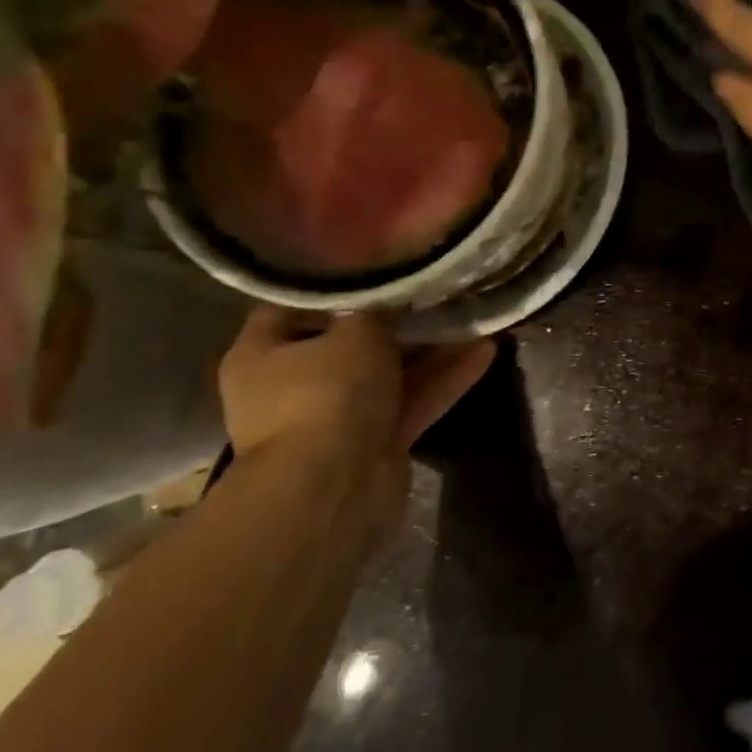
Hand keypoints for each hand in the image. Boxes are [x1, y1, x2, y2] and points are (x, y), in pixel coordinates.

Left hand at [218, 304, 494, 490]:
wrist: (332, 492)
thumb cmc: (325, 395)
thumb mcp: (355, 332)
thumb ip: (377, 309)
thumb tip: (394, 295)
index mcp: (264, 353)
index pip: (298, 304)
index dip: (340, 281)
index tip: (381, 259)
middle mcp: (295, 384)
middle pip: (353, 340)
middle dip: (399, 317)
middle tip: (440, 286)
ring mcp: (338, 417)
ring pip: (391, 372)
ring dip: (432, 348)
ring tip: (474, 313)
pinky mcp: (377, 442)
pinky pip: (413, 400)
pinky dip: (445, 378)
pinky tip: (487, 350)